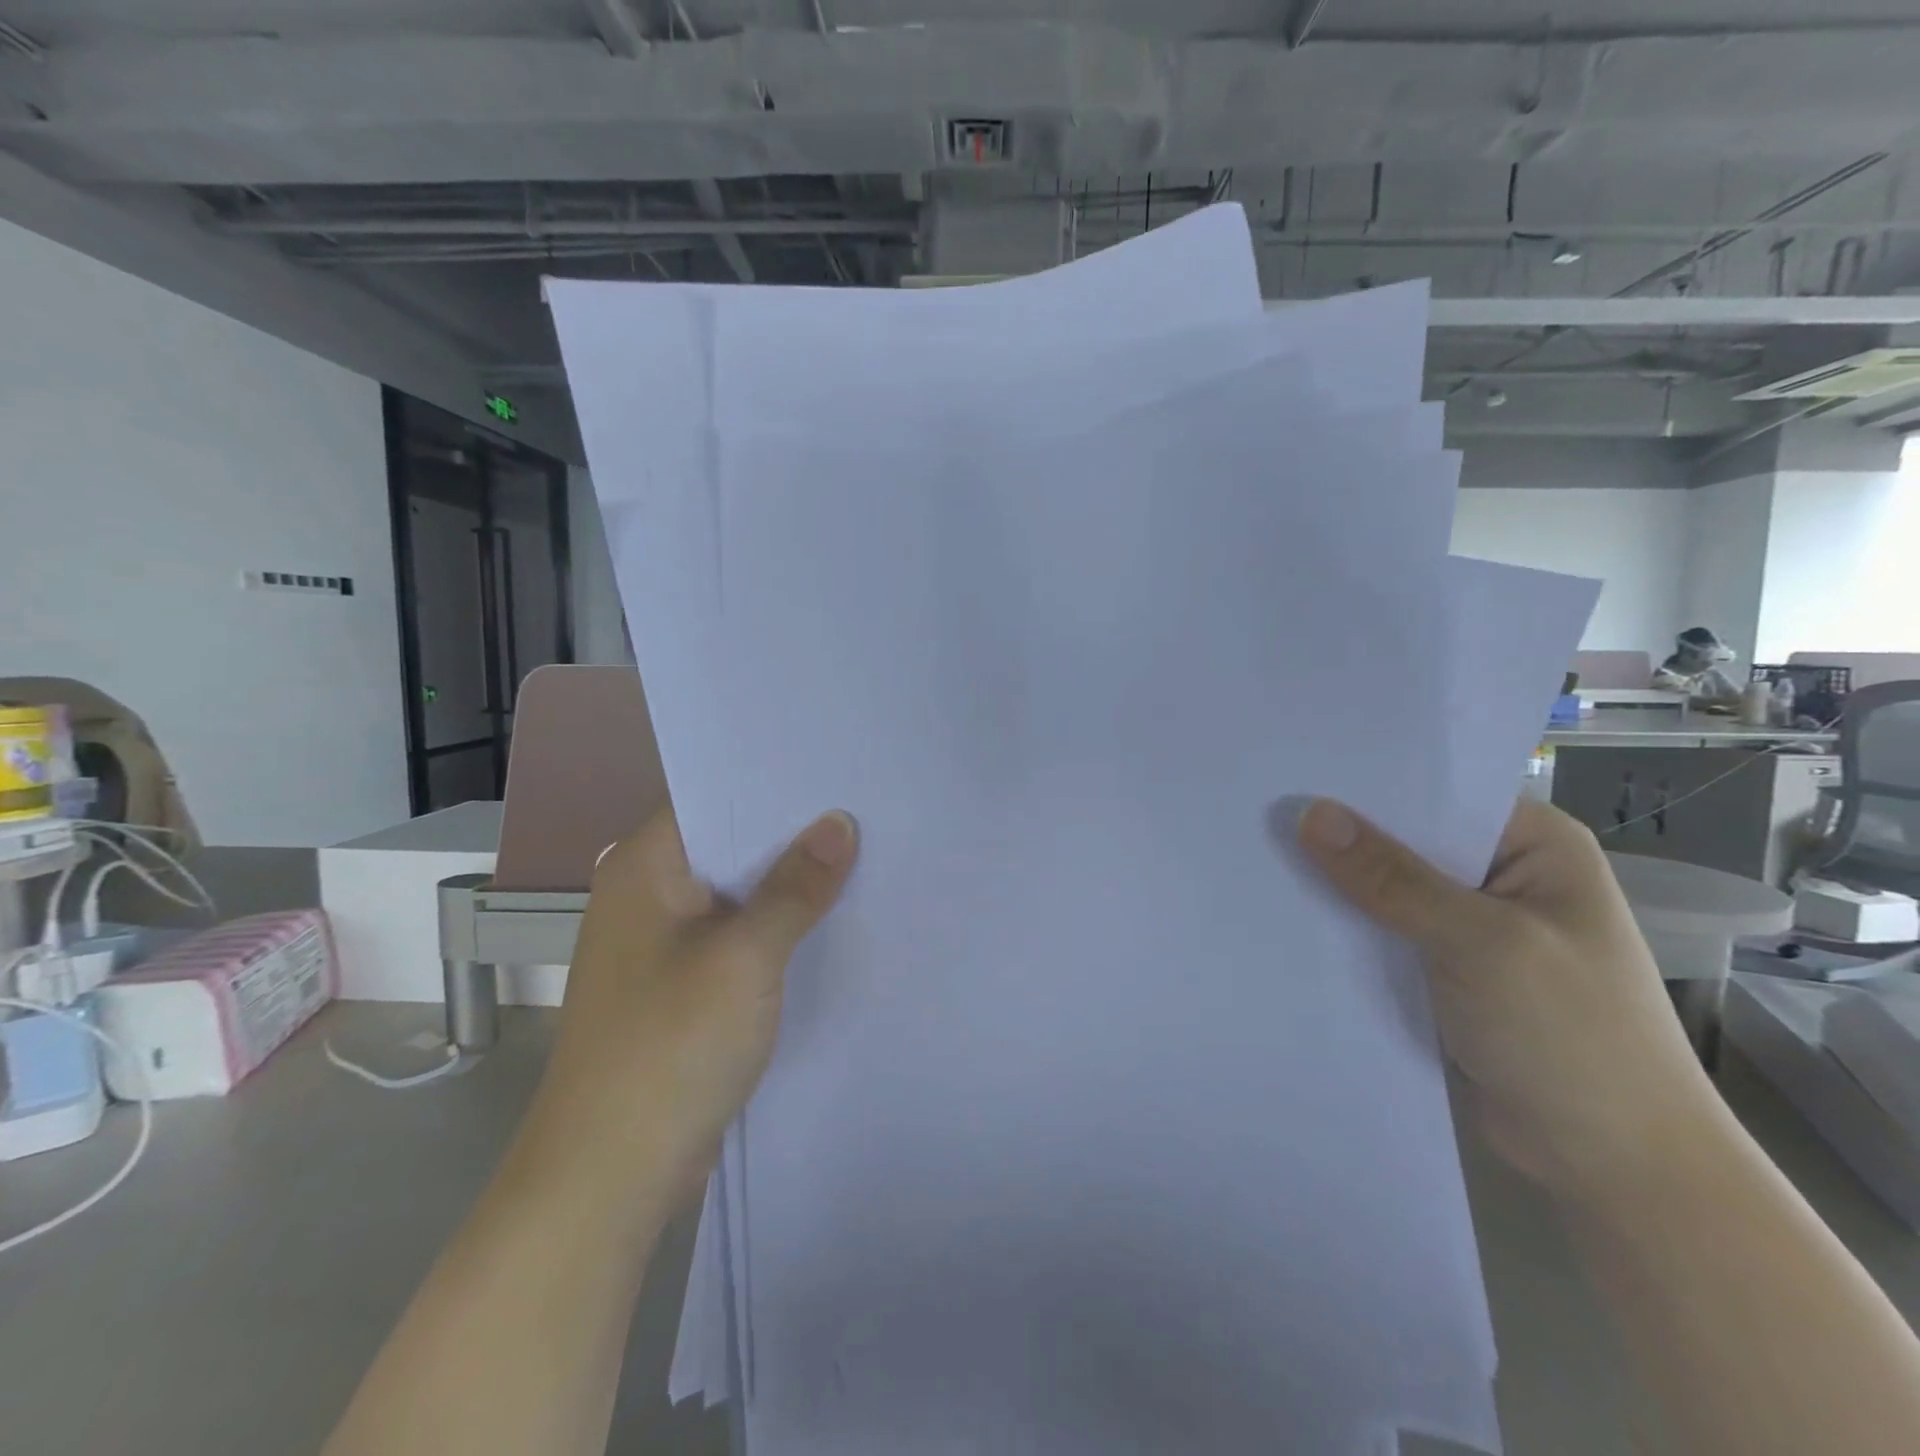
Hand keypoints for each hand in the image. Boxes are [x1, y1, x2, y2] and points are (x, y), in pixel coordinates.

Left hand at [515, 805, 859, 1213]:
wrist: (609, 1174)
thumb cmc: (669, 1046)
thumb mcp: (745, 956)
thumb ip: (796, 886)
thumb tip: (840, 823)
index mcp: (643, 867)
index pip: (712, 797)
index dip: (773, 782)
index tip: (836, 770)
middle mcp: (647, 893)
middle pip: (729, 843)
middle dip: (793, 832)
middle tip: (864, 807)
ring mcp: (662, 942)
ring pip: (737, 892)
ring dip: (788, 883)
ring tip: (862, 852)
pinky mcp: (680, 985)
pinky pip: (736, 936)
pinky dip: (776, 927)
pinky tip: (830, 919)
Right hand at [1297, 797, 1718, 1201]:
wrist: (1615, 1169)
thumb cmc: (1573, 1037)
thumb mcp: (1481, 944)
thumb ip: (1391, 878)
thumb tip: (1310, 812)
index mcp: (1532, 846)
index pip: (1435, 792)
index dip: (1366, 783)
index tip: (1291, 772)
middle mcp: (1499, 875)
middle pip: (1403, 839)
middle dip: (1339, 835)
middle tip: (1256, 812)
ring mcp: (1469, 926)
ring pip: (1385, 889)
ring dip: (1334, 884)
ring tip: (1253, 855)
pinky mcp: (1441, 971)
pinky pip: (1380, 933)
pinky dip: (1342, 928)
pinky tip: (1285, 914)